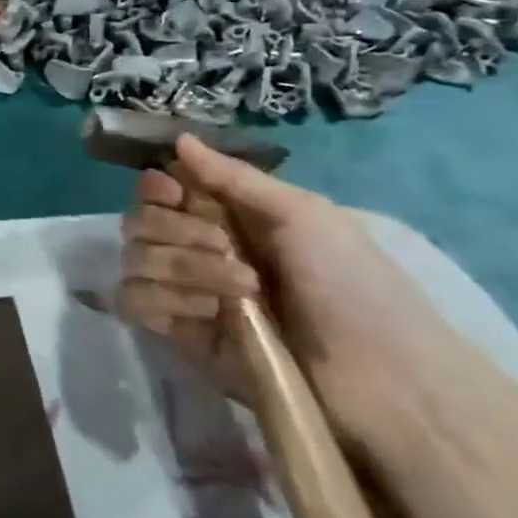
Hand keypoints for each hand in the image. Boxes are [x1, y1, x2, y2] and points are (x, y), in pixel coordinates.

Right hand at [117, 135, 445, 449]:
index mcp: (226, 215)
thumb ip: (232, 177)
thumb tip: (179, 138)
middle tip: (225, 248)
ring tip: (239, 293)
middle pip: (139, 221)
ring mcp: (187, 292)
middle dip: (177, 230)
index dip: (155, 187)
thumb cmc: (352, 284)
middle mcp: (198, 248)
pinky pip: (135, 300)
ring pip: (135, 259)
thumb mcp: (302, 214)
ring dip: (182, 268)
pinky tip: (207, 314)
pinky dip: (165, 300)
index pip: (158, 188)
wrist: (382, 379)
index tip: (174, 194)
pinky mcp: (179, 335)